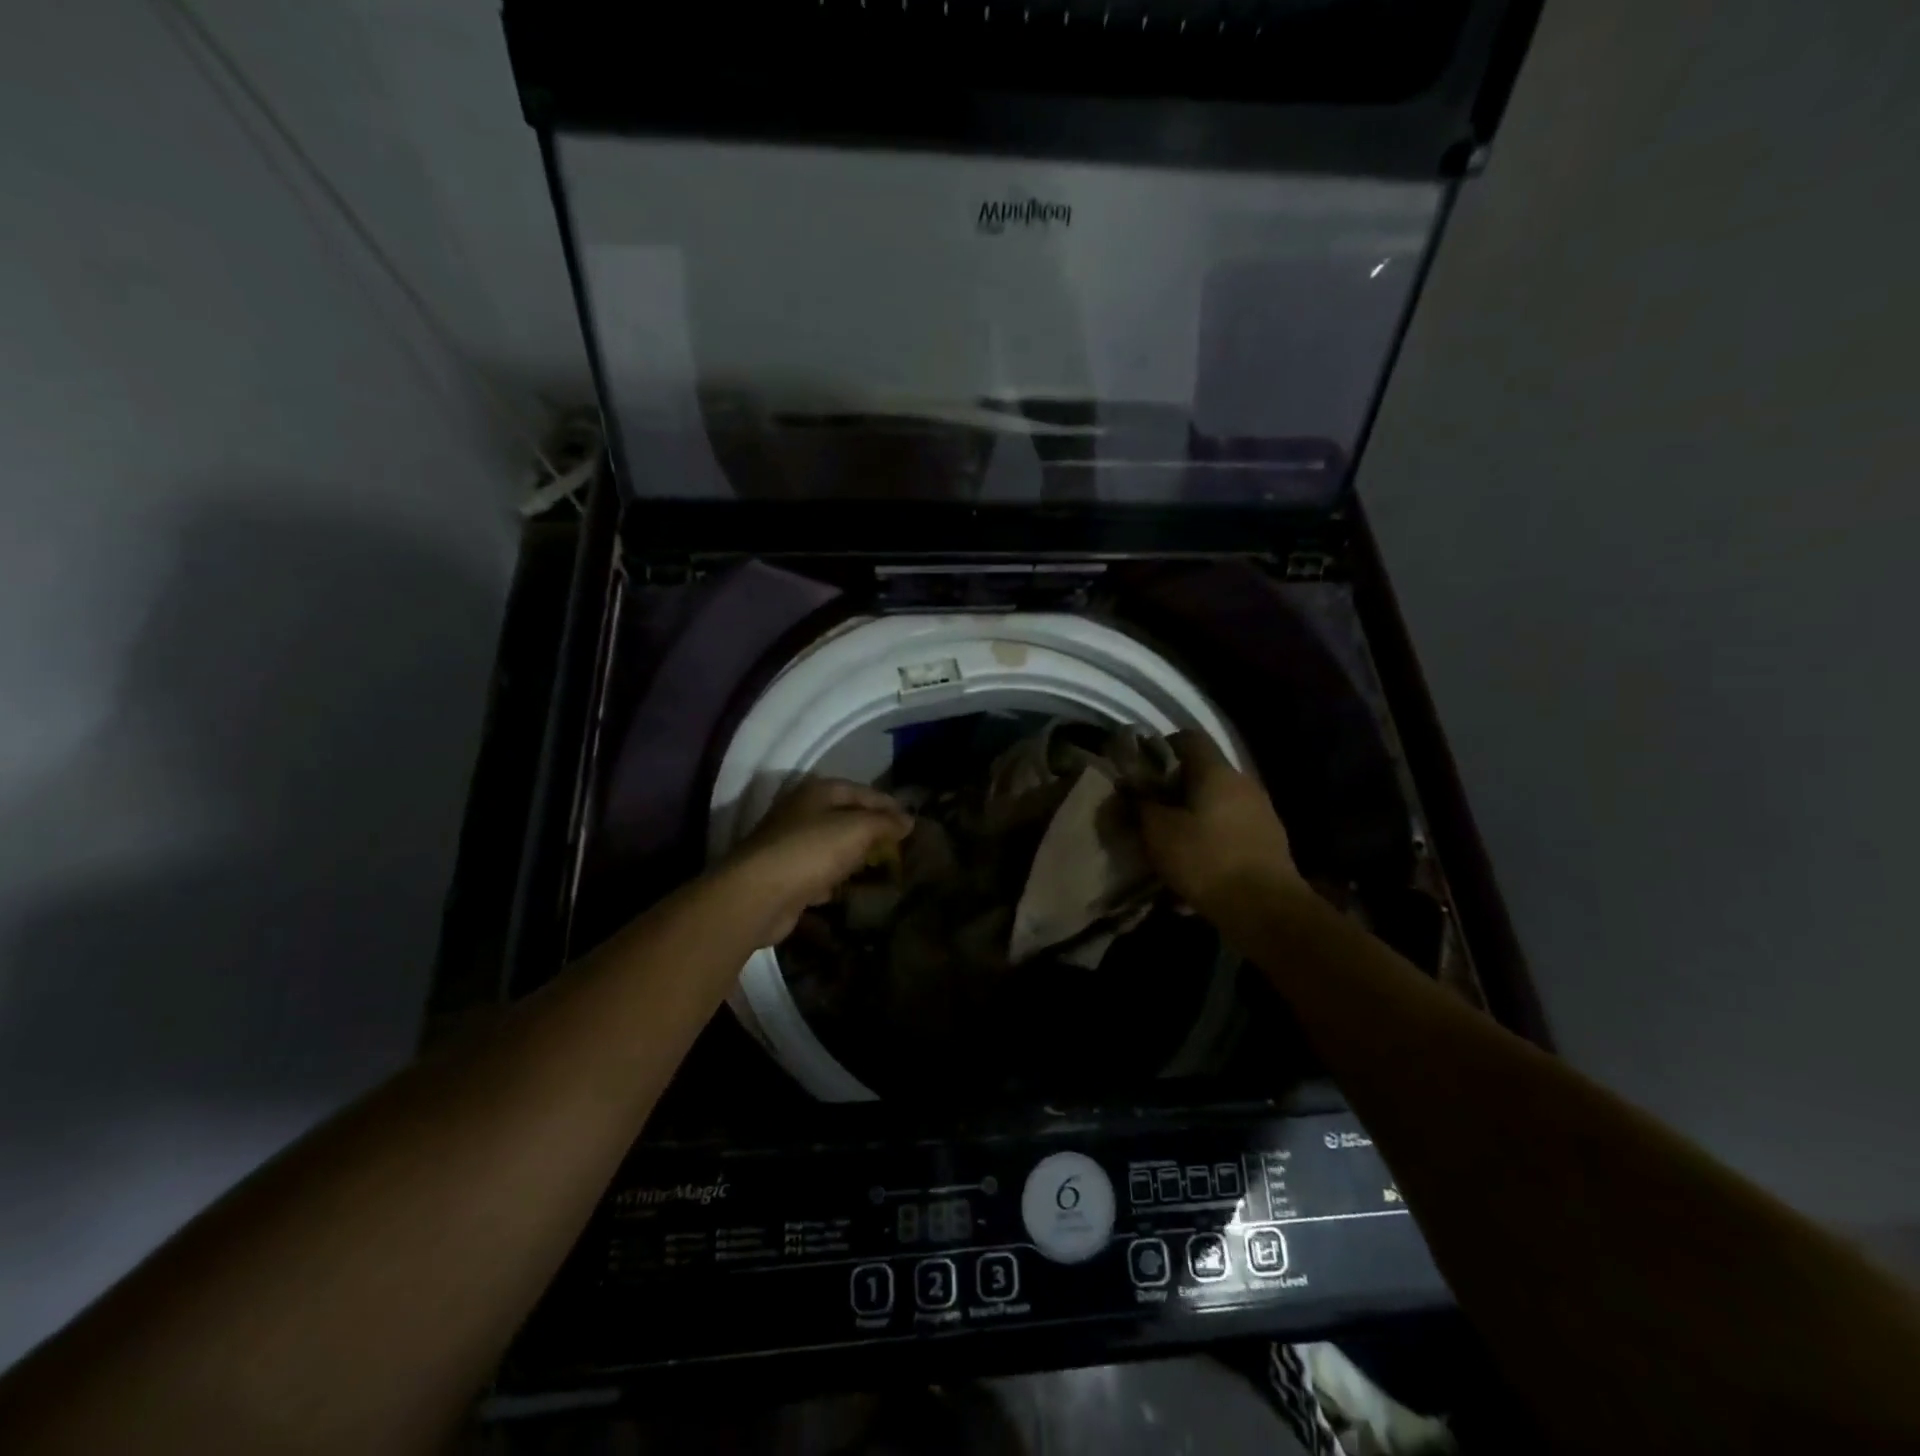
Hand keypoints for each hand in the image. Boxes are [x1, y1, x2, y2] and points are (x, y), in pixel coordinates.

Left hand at [721, 778, 913, 946]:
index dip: (888, 804)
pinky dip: (836, 880)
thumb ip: (884, 822)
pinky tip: (852, 891)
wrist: (759, 895)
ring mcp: (792, 846)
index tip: (912, 821)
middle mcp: (802, 813)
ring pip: (833, 846)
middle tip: (901, 846)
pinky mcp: (787, 877)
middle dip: (872, 830)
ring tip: (884, 869)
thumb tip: (908, 820)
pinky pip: (820, 874)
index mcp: (817, 792)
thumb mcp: (856, 829)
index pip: (861, 791)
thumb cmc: (811, 850)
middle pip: (845, 817)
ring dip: (855, 856)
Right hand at [1138, 731, 1302, 917]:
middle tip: (1149, 811)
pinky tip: (1194, 868)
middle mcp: (1243, 784)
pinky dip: (1210, 840)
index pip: (1189, 738)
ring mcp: (1261, 813)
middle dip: (1173, 789)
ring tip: (1169, 844)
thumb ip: (1140, 804)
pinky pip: (1230, 830)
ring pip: (1216, 804)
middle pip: (1203, 773)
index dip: (1161, 747)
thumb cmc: (1206, 860)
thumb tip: (1129, 787)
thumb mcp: (1159, 832)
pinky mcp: (1268, 842)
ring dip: (1192, 817)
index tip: (1141, 770)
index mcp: (1217, 772)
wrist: (1266, 910)